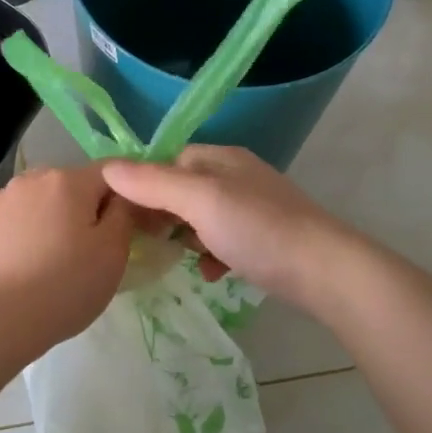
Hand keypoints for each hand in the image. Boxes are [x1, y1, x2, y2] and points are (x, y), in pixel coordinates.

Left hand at [0, 164, 135, 349]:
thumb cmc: (64, 286)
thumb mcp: (113, 253)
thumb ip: (125, 213)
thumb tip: (124, 195)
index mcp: (69, 179)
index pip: (111, 172)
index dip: (127, 195)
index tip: (133, 225)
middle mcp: (33, 176)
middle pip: (73, 185)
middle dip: (86, 207)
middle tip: (91, 249)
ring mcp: (2, 196)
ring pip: (42, 199)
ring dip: (54, 216)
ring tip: (53, 256)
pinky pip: (15, 215)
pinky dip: (25, 227)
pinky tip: (24, 258)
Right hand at [101, 146, 354, 307]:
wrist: (325, 271)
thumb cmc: (258, 229)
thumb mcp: (200, 201)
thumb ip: (153, 183)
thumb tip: (106, 167)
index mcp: (222, 158)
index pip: (169, 160)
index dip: (145, 184)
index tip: (126, 215)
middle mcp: (238, 176)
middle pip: (184, 188)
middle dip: (164, 214)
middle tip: (148, 241)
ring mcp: (254, 207)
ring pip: (204, 217)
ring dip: (187, 237)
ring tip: (179, 258)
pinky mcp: (266, 238)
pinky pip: (226, 240)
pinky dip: (214, 254)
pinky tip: (213, 273)